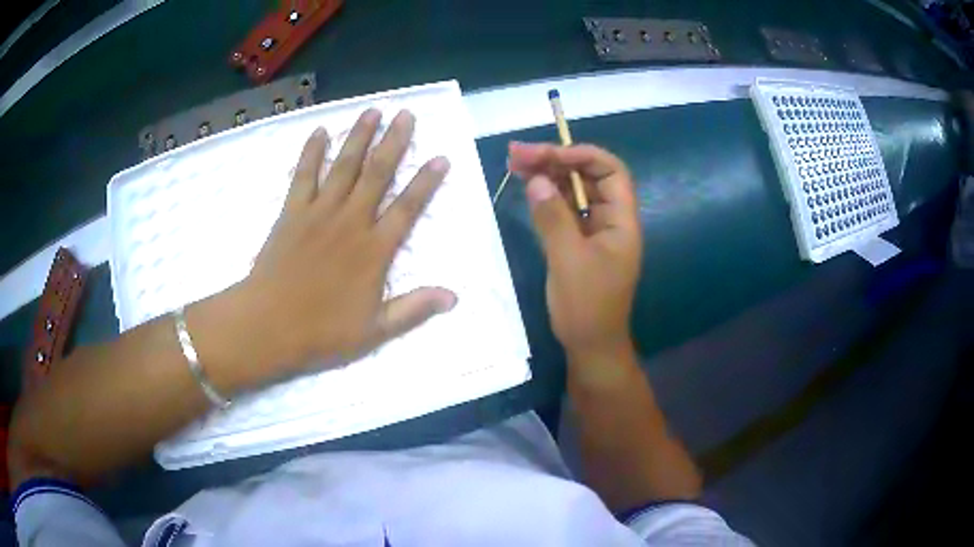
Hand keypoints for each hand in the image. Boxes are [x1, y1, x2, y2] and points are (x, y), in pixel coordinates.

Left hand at [242, 109, 456, 370]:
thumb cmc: (322, 332)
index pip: (407, 208)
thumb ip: (414, 309)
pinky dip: (311, 152)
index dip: (426, 182)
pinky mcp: (292, 213)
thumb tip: (454, 297)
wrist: (268, 326)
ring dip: (359, 137)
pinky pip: (303, 175)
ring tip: (373, 111)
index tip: (441, 157)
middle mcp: (350, 222)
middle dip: (394, 142)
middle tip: (406, 114)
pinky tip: (320, 131)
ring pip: (344, 166)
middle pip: (377, 174)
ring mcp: (319, 213)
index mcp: (373, 251)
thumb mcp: (375, 331)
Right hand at [508, 142, 641, 360]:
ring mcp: (594, 230)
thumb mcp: (568, 261)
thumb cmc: (586, 307)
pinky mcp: (578, 241)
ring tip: (515, 163)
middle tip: (517, 154)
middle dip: (556, 160)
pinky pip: (564, 210)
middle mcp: (610, 219)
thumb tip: (537, 179)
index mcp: (621, 221)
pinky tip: (527, 186)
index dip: (581, 155)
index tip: (546, 153)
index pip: (610, 171)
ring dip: (547, 174)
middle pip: (588, 176)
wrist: (590, 346)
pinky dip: (546, 196)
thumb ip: (553, 218)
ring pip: (574, 191)